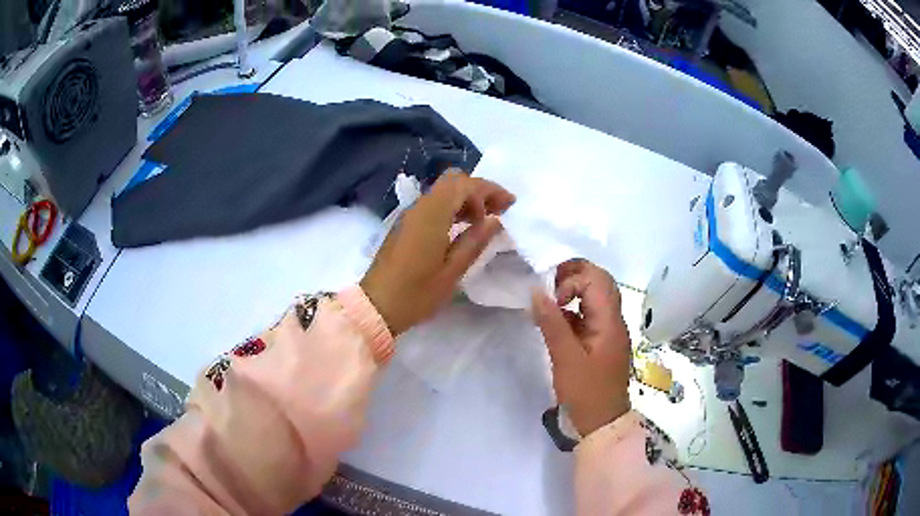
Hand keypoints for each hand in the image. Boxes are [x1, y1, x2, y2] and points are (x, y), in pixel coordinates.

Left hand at [361, 171, 515, 335]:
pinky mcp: (405, 225)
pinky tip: (463, 227)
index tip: (508, 206)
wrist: (376, 306)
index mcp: (432, 215)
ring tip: (485, 220)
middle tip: (499, 209)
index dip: (489, 190)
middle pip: (453, 182)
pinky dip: (452, 208)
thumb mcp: (452, 272)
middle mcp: (419, 207)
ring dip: (466, 198)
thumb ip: (474, 242)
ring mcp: (410, 215)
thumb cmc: (416, 293)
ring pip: (442, 192)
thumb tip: (494, 221)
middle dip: (479, 190)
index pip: (464, 185)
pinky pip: (433, 205)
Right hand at [532, 259, 631, 436]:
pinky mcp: (601, 341)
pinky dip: (571, 312)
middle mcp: (614, 319)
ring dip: (571, 293)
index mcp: (610, 321)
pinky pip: (588, 315)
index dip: (571, 280)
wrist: (602, 422)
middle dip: (572, 277)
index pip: (596, 279)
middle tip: (546, 288)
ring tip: (546, 304)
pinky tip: (553, 322)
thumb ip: (552, 322)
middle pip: (599, 282)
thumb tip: (536, 290)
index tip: (550, 299)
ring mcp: (609, 330)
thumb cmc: (586, 392)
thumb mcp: (566, 358)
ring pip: (594, 297)